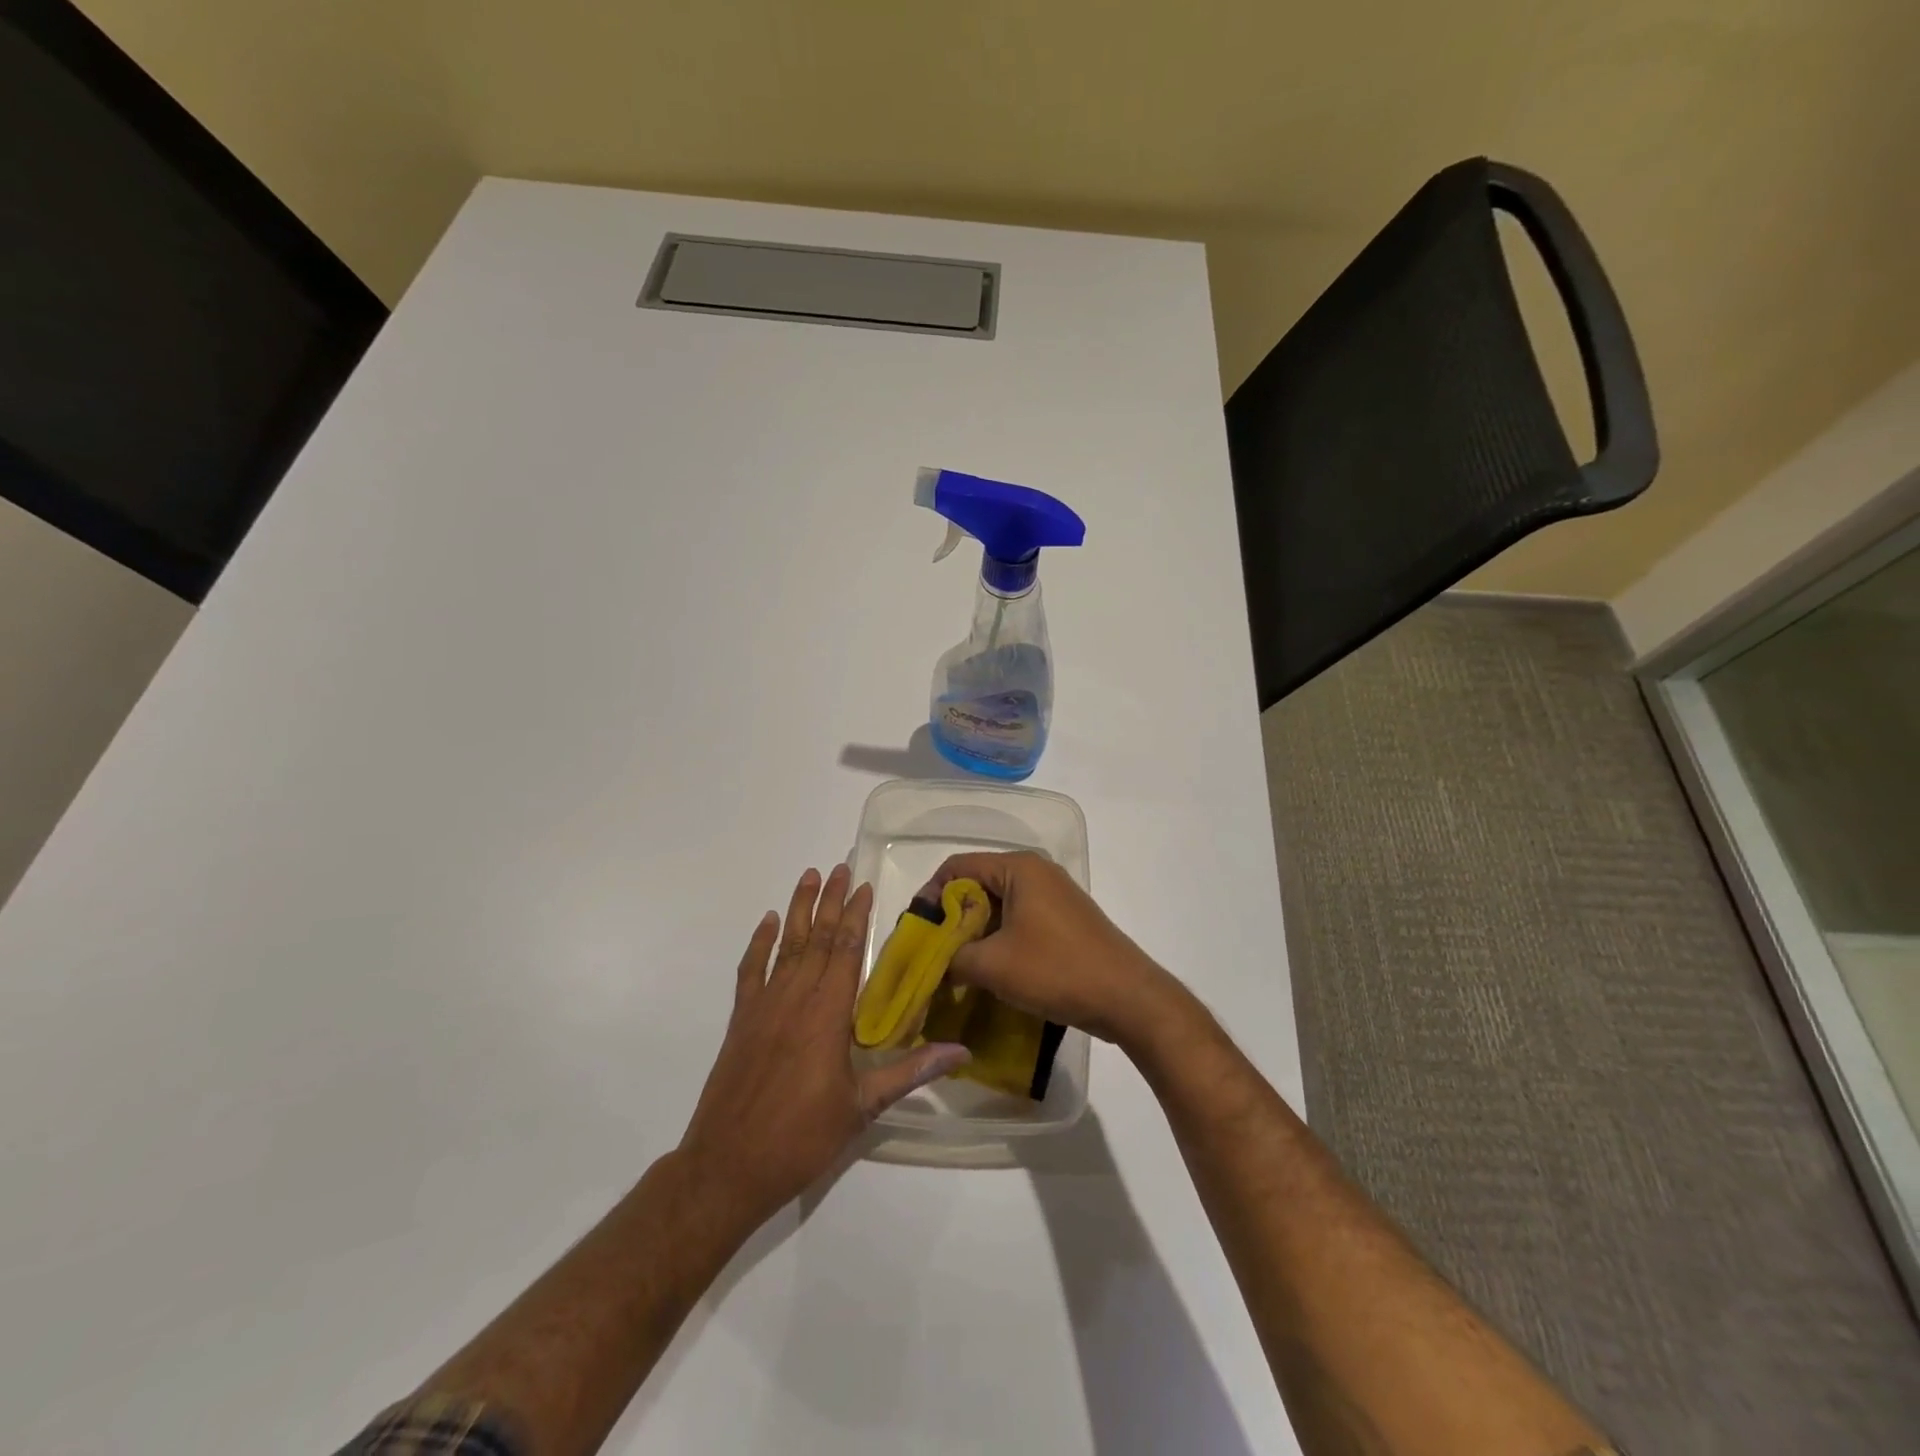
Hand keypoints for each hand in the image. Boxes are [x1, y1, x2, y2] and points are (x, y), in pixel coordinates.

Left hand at [678, 865, 969, 1229]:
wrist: (727, 1167)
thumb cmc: (801, 1138)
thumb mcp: (862, 1109)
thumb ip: (910, 1071)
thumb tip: (961, 1051)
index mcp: (828, 1015)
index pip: (847, 951)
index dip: (857, 916)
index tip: (864, 886)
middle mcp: (795, 999)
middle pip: (818, 938)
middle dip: (831, 900)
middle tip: (840, 867)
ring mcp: (763, 1006)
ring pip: (786, 946)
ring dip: (799, 909)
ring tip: (808, 876)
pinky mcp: (740, 1020)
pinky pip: (750, 970)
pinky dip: (760, 943)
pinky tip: (769, 922)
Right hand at [922, 852, 1183, 1048]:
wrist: (1128, 998)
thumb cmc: (1056, 970)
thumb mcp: (992, 966)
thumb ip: (951, 959)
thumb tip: (931, 966)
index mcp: (1018, 868)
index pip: (957, 867)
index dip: (930, 895)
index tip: (916, 931)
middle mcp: (1036, 872)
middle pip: (977, 885)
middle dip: (951, 918)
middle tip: (931, 952)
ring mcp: (1054, 896)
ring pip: (998, 905)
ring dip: (974, 932)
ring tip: (955, 966)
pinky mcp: (1064, 920)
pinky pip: (1018, 919)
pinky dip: (998, 939)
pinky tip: (988, 970)